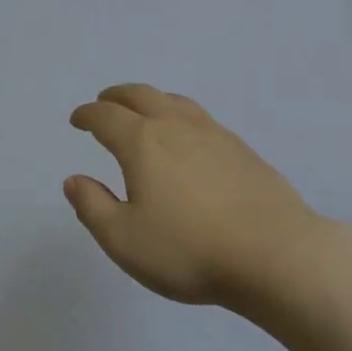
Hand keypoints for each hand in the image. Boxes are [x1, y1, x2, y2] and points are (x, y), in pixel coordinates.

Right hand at [66, 84, 326, 306]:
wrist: (277, 255)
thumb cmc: (190, 250)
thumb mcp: (124, 240)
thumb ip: (93, 207)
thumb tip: (75, 180)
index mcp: (142, 143)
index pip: (106, 117)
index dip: (87, 115)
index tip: (77, 119)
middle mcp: (176, 127)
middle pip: (141, 96)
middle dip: (117, 96)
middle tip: (104, 102)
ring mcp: (214, 135)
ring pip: (175, 102)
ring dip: (151, 100)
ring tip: (144, 111)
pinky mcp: (243, 150)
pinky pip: (201, 118)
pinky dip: (181, 116)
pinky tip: (188, 138)